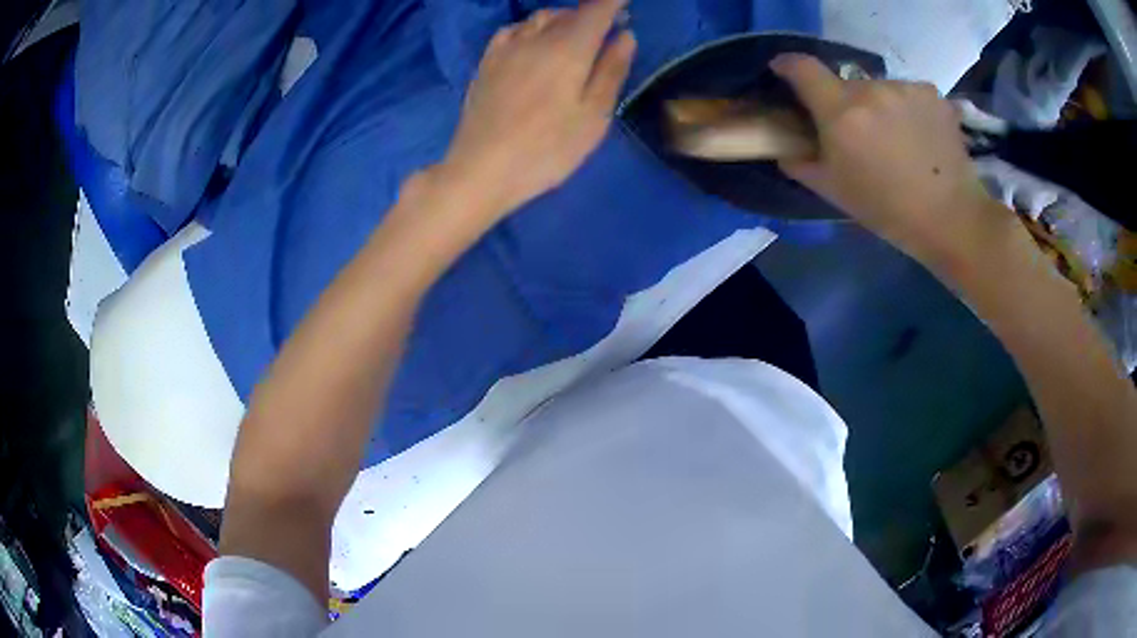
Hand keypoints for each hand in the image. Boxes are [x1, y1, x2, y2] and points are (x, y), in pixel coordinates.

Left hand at [439, 0, 636, 217]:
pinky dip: (532, 27)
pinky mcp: (487, 62)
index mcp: (570, 48)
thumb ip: (612, 71)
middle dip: (593, 12)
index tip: (626, 3)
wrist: (481, 169)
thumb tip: (626, 35)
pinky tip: (534, 41)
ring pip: (541, 17)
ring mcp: (507, 48)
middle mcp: (537, 38)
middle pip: (570, 12)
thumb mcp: (594, 116)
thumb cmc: (547, 149)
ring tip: (576, 35)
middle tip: (610, 27)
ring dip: (564, 18)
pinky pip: (513, 29)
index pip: (598, 9)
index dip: (615, 2)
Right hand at [771, 54, 1013, 270]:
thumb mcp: (834, 191)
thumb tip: (785, 146)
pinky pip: (908, 93)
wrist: (952, 218)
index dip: (788, 66)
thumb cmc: (888, 210)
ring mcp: (905, 88)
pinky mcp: (932, 93)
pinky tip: (920, 136)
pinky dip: (907, 109)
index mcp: (841, 113)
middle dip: (844, 103)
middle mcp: (871, 89)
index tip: (784, 71)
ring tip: (896, 139)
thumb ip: (801, 162)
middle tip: (859, 134)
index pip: (803, 68)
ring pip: (879, 89)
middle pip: (844, 83)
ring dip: (879, 106)